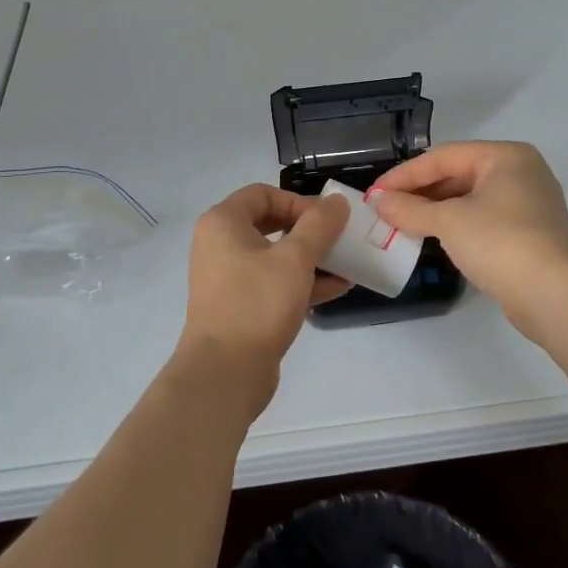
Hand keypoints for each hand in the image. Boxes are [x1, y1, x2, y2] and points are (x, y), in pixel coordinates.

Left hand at [171, 185, 350, 421]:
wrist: (224, 373)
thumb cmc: (257, 304)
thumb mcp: (295, 259)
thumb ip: (319, 225)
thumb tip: (336, 201)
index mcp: (223, 223)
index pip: (263, 193)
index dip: (298, 201)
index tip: (328, 219)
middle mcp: (220, 245)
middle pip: (271, 224)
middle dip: (310, 230)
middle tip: (339, 237)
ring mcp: (229, 278)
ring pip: (276, 256)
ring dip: (312, 257)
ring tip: (348, 263)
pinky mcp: (241, 306)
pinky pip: (275, 283)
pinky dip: (303, 282)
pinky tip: (338, 287)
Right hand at [369, 142, 567, 326]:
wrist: (554, 295)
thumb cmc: (500, 242)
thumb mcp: (449, 221)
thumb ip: (410, 208)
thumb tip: (378, 201)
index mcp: (505, 156)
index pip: (444, 157)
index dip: (405, 174)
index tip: (374, 193)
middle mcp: (520, 172)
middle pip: (458, 174)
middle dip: (420, 192)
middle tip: (385, 208)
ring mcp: (528, 203)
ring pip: (470, 198)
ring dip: (435, 209)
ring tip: (401, 222)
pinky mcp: (529, 233)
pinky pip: (483, 218)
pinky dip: (456, 224)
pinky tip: (432, 236)